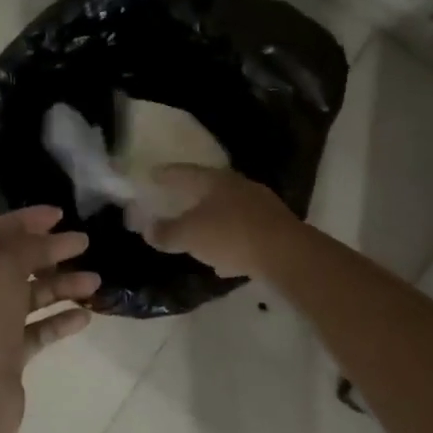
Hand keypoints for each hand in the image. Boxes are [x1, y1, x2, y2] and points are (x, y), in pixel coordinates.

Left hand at [0, 206, 97, 432]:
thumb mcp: (3, 269)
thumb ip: (29, 246)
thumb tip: (55, 236)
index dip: (27, 219)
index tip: (61, 214)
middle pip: (15, 261)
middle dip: (50, 251)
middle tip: (85, 244)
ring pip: (29, 295)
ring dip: (61, 285)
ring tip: (95, 282)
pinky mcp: (6, 354)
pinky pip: (36, 328)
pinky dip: (59, 320)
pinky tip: (84, 316)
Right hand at [143, 165, 297, 279]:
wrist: (286, 253)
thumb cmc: (231, 235)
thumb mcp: (190, 235)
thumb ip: (166, 232)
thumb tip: (147, 229)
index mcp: (215, 180)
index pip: (184, 172)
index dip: (166, 174)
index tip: (152, 175)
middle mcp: (239, 186)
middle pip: (209, 188)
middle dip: (191, 197)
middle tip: (175, 203)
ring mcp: (260, 206)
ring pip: (228, 211)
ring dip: (212, 222)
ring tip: (197, 236)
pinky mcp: (274, 228)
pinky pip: (243, 232)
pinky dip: (229, 241)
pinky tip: (224, 260)